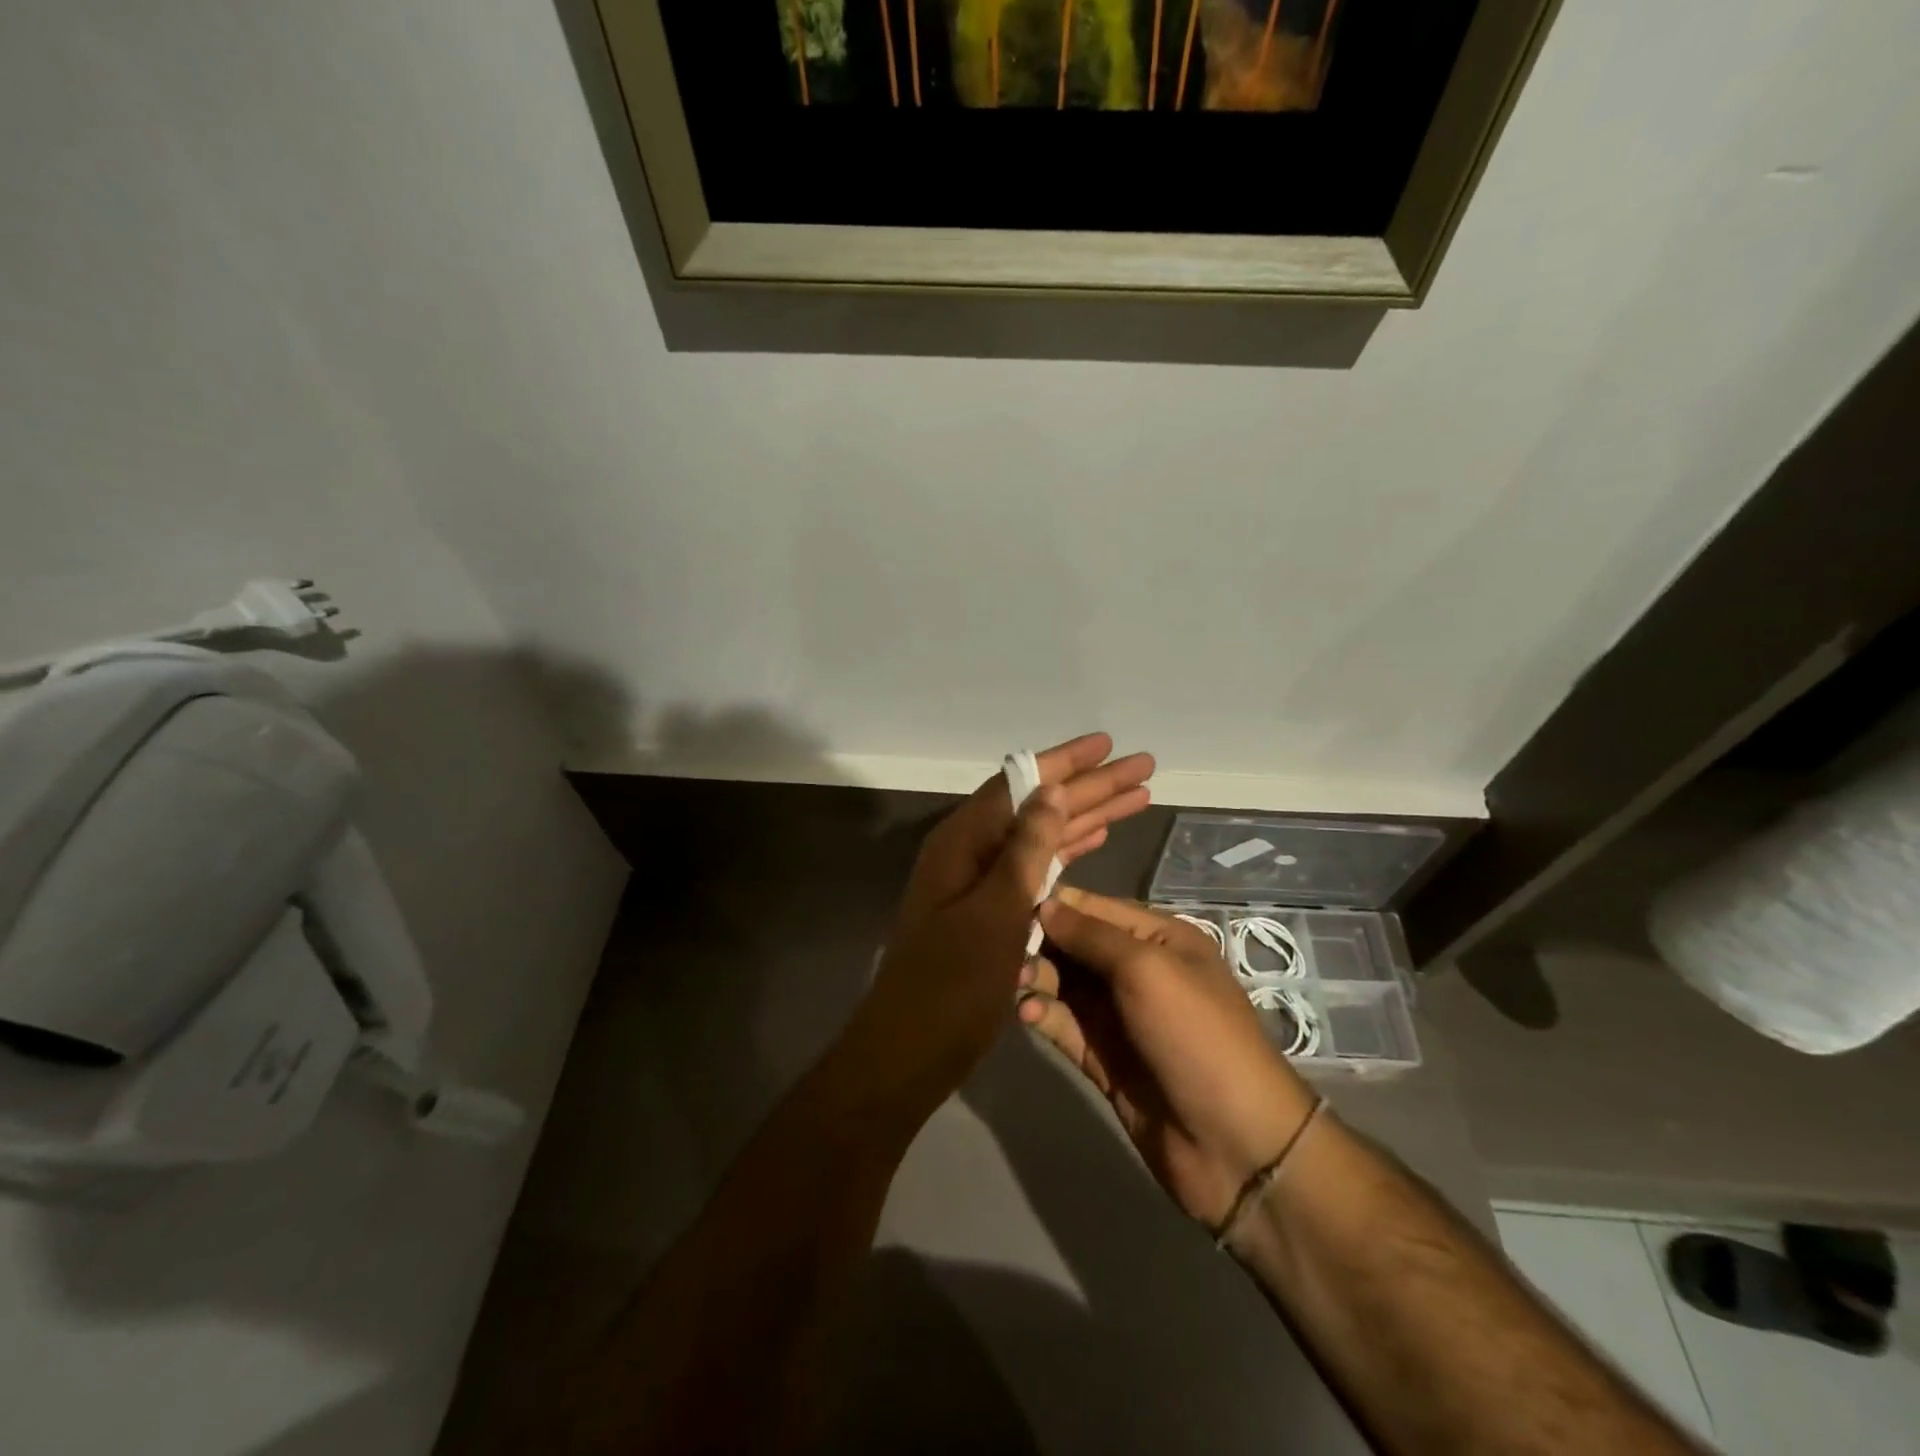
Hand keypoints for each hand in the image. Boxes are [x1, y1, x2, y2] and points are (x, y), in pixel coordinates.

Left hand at [846, 735, 1155, 1121]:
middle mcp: (972, 853)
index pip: (1020, 784)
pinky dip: (1070, 851)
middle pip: (1038, 806)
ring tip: (1136, 797)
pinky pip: (1039, 868)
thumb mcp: (995, 913)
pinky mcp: (995, 911)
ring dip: (1088, 816)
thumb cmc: (951, 985)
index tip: (1108, 744)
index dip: (1066, 762)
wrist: (912, 1051)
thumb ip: (1025, 851)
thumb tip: (1050, 790)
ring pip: (1044, 836)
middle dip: (1090, 787)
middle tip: (1142, 768)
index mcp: (963, 843)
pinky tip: (1098, 839)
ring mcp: (983, 883)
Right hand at [1019, 888, 1319, 1226]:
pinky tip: (1027, 1015)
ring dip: (1036, 978)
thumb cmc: (1195, 1036)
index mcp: (1158, 938)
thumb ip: (1091, 934)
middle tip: (1004, 950)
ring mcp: (1119, 1016)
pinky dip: (1042, 1015)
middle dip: (1040, 942)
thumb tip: (1044, 904)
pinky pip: (1063, 1025)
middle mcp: (1137, 970)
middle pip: (1075, 944)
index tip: (1006, 900)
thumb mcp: (1146, 969)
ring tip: (1015, 984)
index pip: (1095, 907)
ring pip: (1064, 984)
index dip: (1054, 904)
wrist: (1235, 1145)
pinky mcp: (1102, 1058)